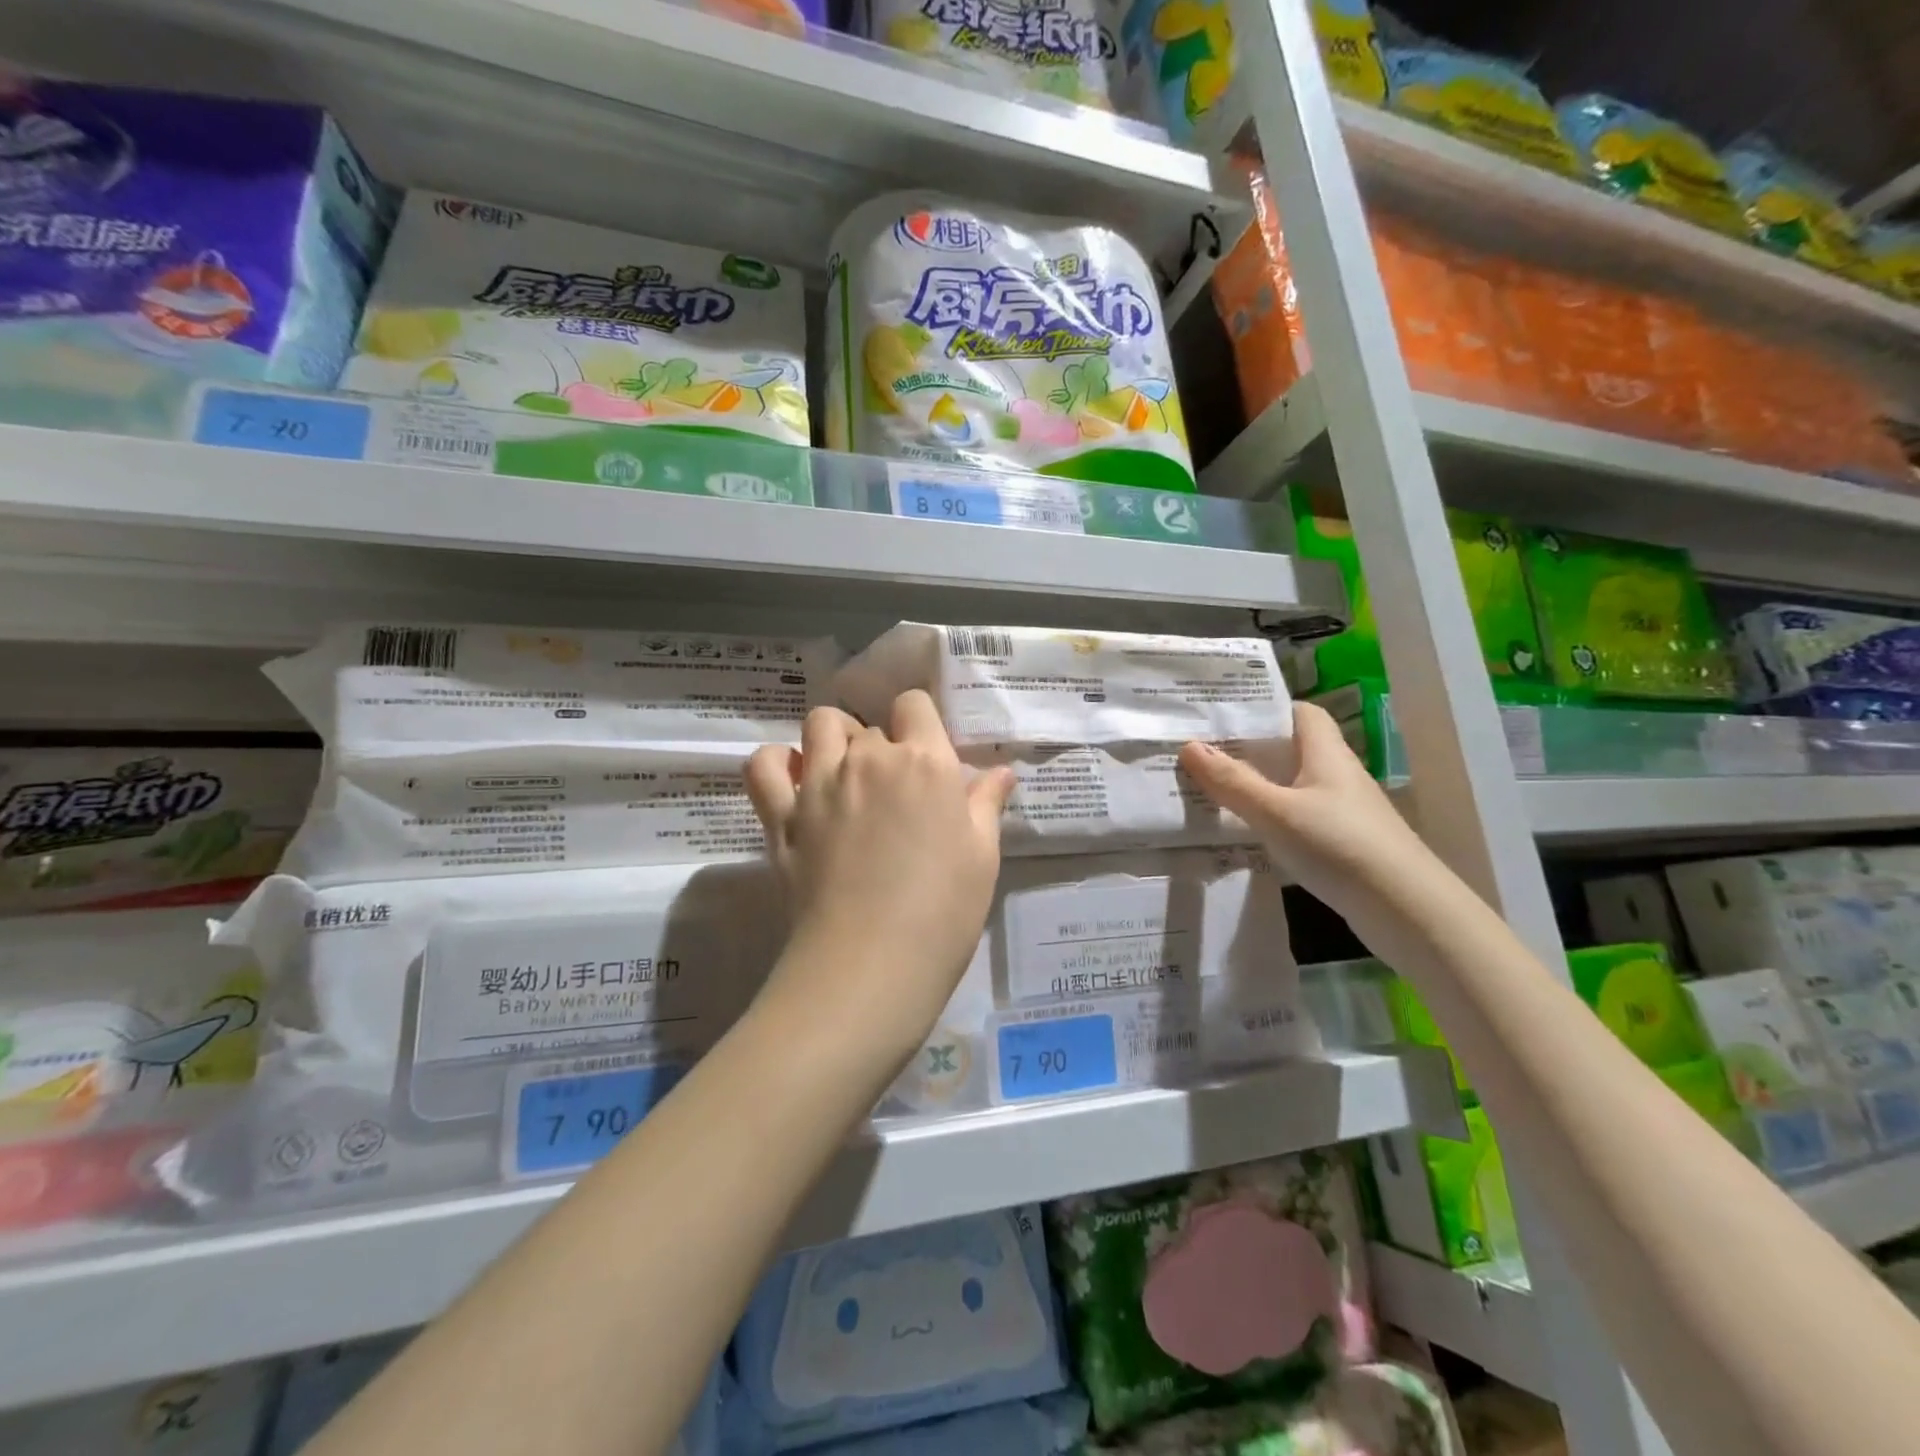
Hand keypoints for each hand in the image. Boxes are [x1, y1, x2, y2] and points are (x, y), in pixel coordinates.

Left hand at [744, 692, 1015, 1056]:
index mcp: (924, 762)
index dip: (919, 723)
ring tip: (844, 775)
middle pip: (870, 724)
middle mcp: (868, 759)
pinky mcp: (780, 815)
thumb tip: (1002, 772)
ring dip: (833, 740)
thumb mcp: (982, 857)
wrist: (870, 965)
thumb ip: (986, 805)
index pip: (914, 703)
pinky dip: (776, 764)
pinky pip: (764, 765)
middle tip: (892, 792)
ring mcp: (818, 784)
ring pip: (818, 726)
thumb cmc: (943, 913)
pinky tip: (794, 783)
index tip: (924, 756)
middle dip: (882, 746)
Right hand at [1179, 701, 1443, 937]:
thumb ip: (1231, 781)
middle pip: (1291, 748)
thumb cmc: (1338, 845)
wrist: (1406, 909)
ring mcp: (1342, 810)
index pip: (1300, 712)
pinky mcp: (1342, 842)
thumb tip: (1188, 746)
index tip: (1224, 718)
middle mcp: (1336, 774)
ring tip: (1212, 789)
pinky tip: (1246, 832)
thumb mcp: (1275, 812)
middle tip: (1202, 753)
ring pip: (1292, 785)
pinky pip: (1297, 816)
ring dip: (1258, 785)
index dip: (1266, 710)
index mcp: (1325, 753)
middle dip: (1250, 749)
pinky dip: (1271, 817)